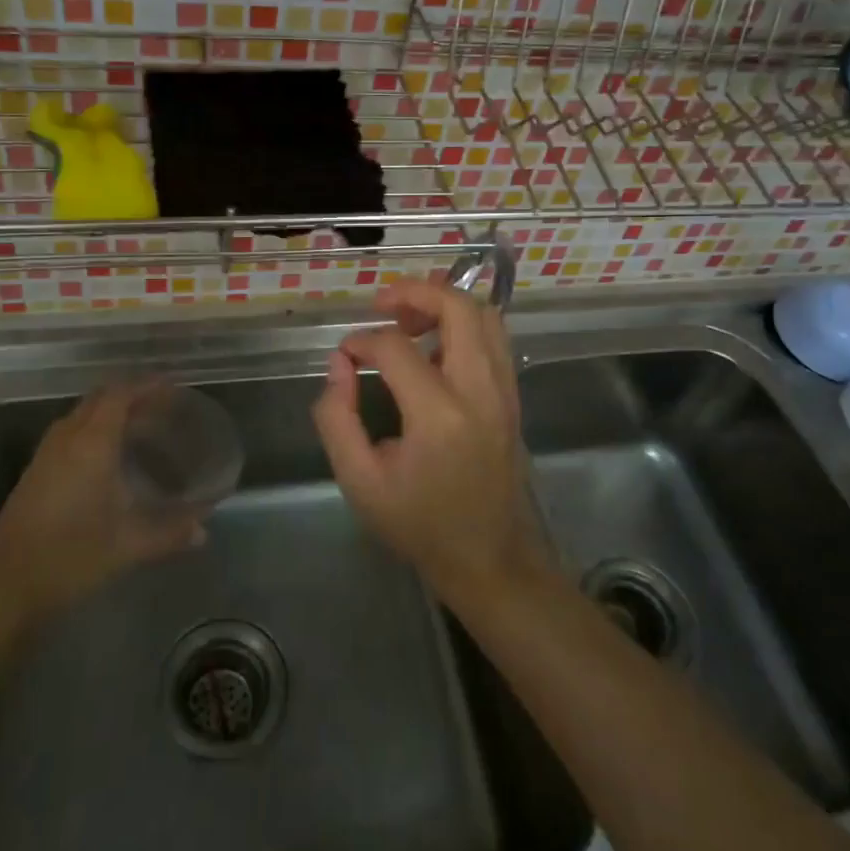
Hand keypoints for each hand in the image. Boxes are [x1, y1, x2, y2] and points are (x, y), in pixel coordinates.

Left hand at [0, 382, 204, 627]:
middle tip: (161, 406)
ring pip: (81, 415)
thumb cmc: (70, 556)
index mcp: (91, 443)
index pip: (120, 395)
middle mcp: (67, 439)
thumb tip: (205, 529)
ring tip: (139, 426)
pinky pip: (69, 433)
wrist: (3, 588)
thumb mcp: (128, 545)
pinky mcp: (34, 473)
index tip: (173, 386)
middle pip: (99, 399)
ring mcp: (46, 455)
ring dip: (109, 411)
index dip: (147, 386)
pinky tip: (108, 457)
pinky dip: (93, 429)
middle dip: (130, 394)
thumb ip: (170, 533)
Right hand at [312, 280, 550, 599]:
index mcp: (440, 416)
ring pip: (485, 316)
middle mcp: (480, 391)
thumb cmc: (419, 524)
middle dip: (416, 291)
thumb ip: (337, 418)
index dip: (362, 342)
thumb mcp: (360, 482)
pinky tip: (434, 346)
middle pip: (458, 308)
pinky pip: (494, 338)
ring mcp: (504, 392)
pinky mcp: (512, 397)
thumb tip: (340, 364)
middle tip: (382, 303)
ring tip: (409, 319)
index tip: (344, 356)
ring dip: (445, 304)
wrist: (488, 559)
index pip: (396, 348)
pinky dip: (464, 325)